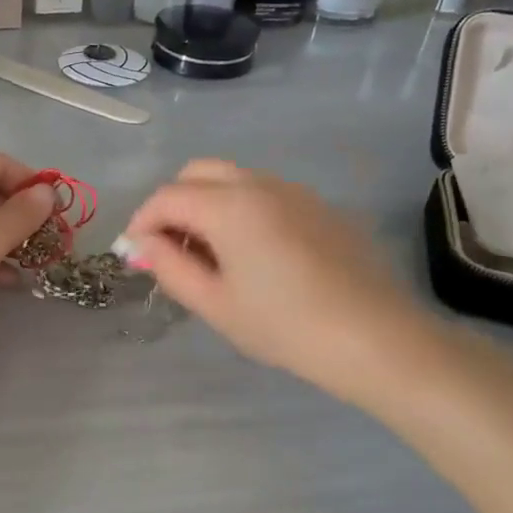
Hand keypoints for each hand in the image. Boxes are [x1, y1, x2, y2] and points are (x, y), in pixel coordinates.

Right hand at [119, 159, 456, 410]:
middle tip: (171, 247)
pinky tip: (253, 253)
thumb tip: (143, 244)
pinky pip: (264, 192)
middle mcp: (259, 184)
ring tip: (210, 253)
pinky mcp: (319, 206)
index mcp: (228, 206)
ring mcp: (294, 190)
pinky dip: (240, 208)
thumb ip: (170, 267)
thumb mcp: (216, 304)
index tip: (135, 253)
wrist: (377, 339)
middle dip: (173, 203)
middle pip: (197, 172)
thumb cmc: (286, 326)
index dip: (142, 221)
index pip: (167, 197)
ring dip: (207, 203)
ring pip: (232, 178)